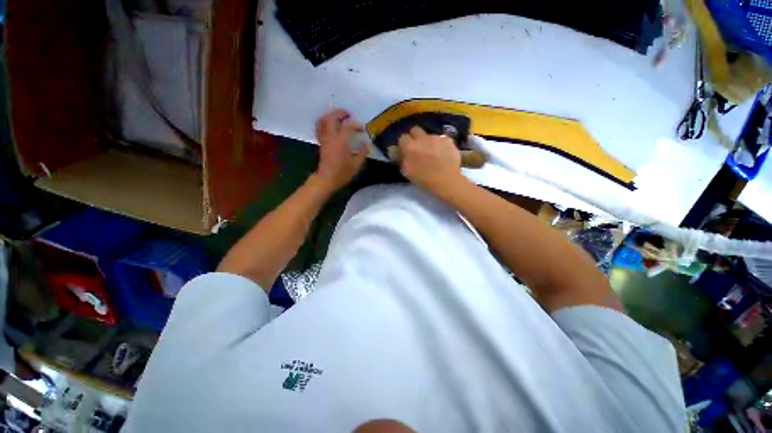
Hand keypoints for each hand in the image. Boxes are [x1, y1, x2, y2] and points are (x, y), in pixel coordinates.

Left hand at [314, 109, 368, 191]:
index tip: (362, 129)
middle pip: (332, 117)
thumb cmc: (342, 173)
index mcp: (341, 141)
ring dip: (331, 115)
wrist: (326, 179)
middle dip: (340, 113)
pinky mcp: (321, 142)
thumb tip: (365, 144)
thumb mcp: (356, 165)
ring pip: (323, 120)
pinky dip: (324, 122)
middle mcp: (331, 137)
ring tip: (339, 118)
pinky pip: (319, 127)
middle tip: (349, 115)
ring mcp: (324, 139)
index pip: (348, 126)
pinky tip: (330, 125)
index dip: (356, 124)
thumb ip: (362, 153)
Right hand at [398, 126, 463, 195]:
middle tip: (417, 147)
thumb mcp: (407, 172)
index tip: (405, 150)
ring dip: (428, 142)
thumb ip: (401, 160)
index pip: (402, 137)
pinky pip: (442, 139)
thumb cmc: (424, 179)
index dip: (403, 144)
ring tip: (432, 153)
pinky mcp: (448, 140)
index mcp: (410, 146)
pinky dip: (441, 145)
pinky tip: (443, 154)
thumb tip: (399, 153)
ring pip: (429, 135)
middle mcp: (422, 138)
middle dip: (414, 137)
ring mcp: (436, 138)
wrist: (446, 180)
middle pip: (415, 130)